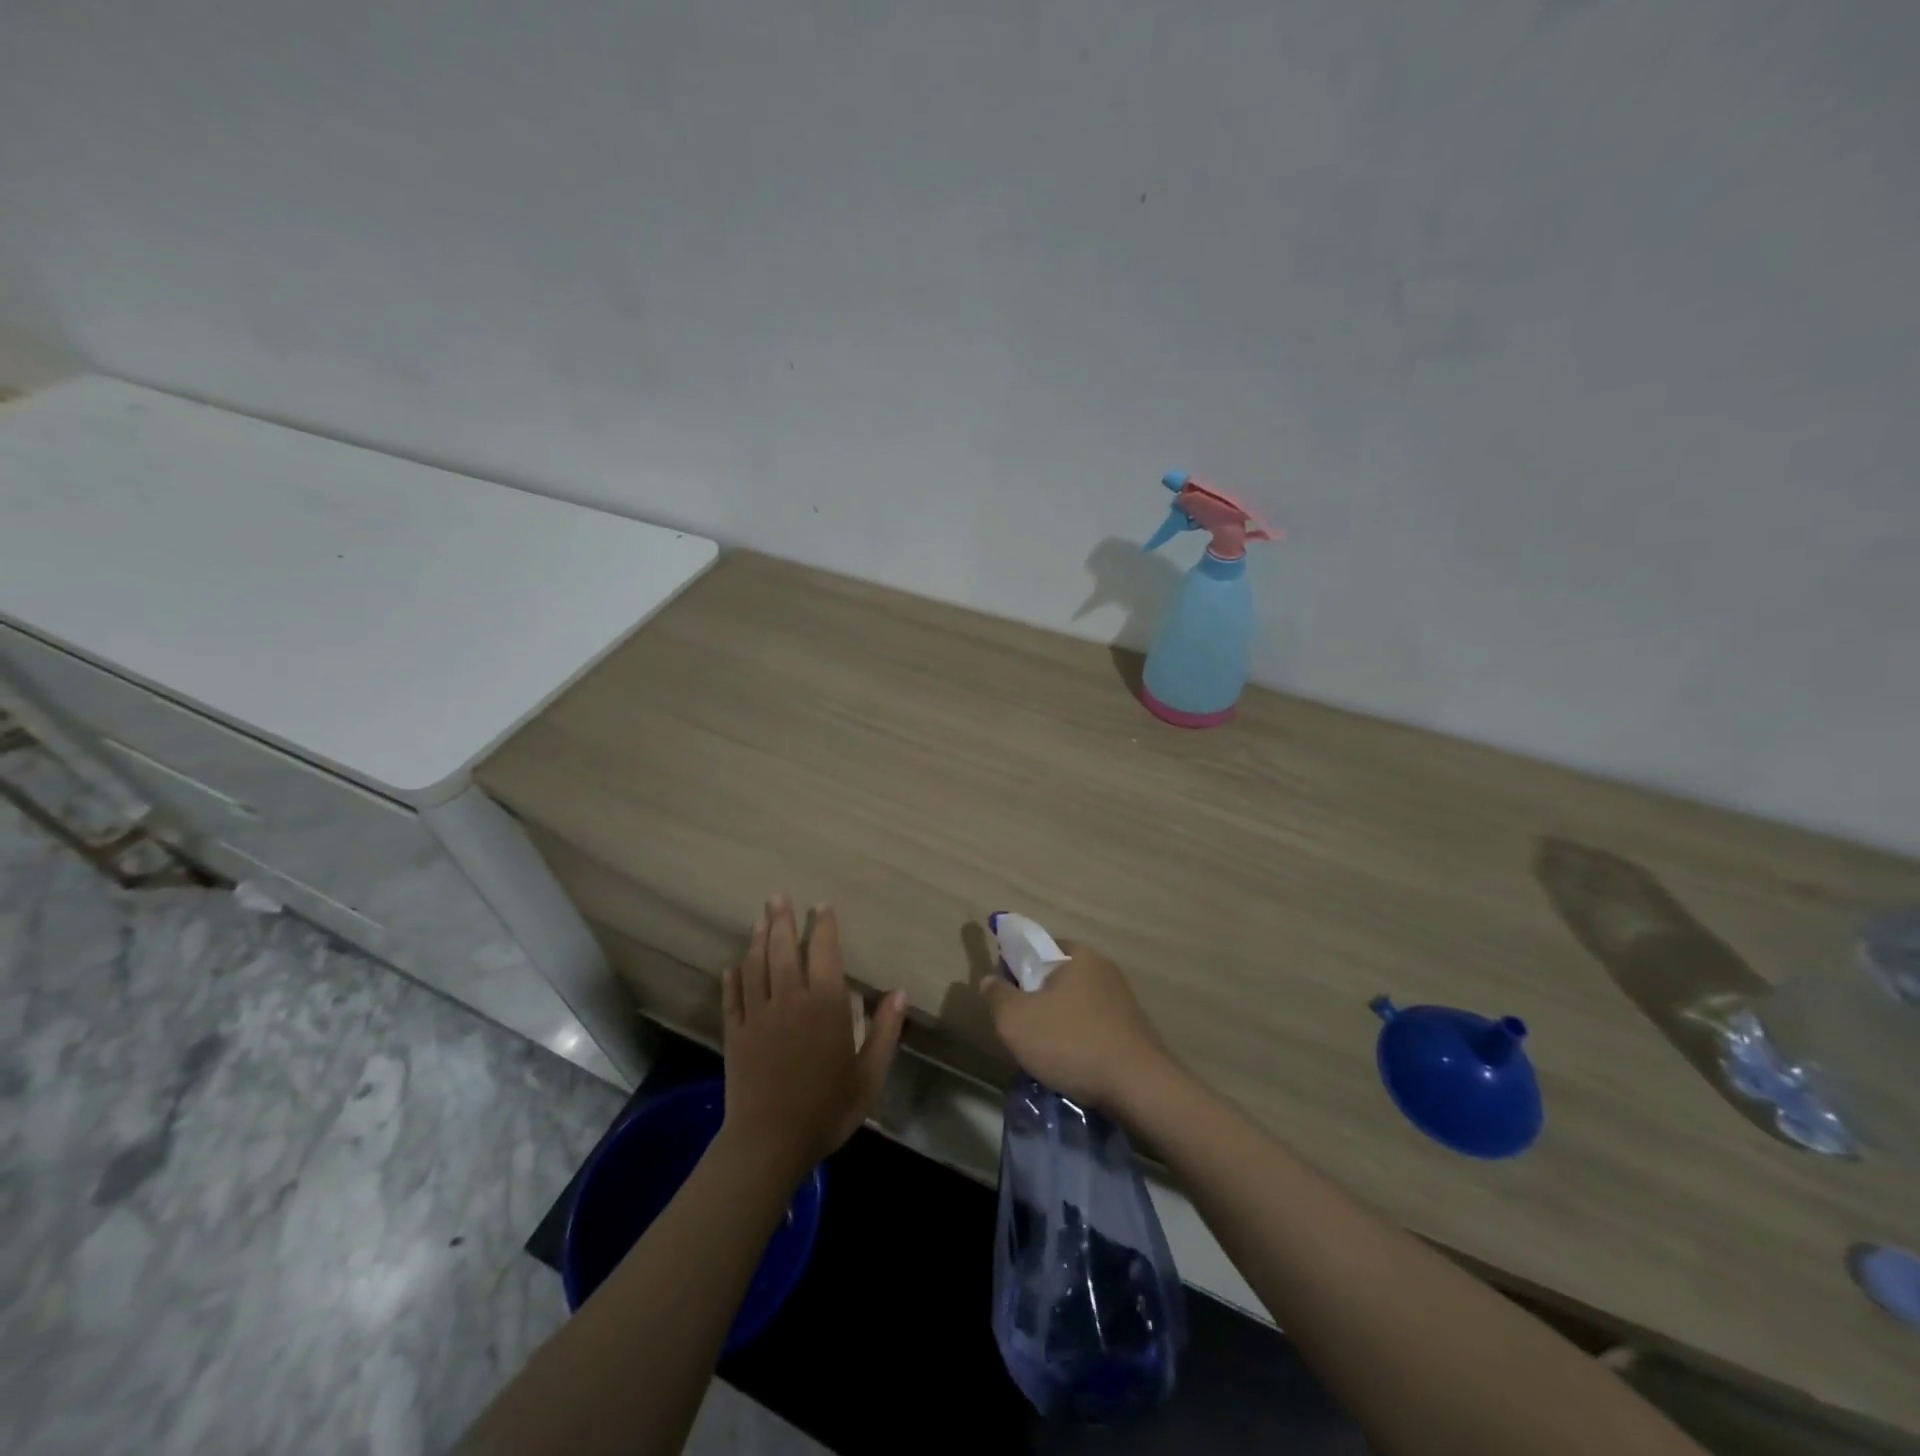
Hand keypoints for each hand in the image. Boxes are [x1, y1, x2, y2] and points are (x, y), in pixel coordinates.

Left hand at [721, 896, 907, 1176]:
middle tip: (777, 897)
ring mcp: (757, 1015)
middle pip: (783, 949)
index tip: (821, 907)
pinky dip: (732, 978)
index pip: (824, 952)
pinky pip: (732, 997)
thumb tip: (899, 992)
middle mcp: (789, 999)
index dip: (824, 926)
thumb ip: (886, 1030)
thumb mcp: (870, 1074)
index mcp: (825, 1004)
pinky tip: (732, 965)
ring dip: (757, 939)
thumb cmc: (828, 1108)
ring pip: (755, 966)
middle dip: (781, 920)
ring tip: (760, 918)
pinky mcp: (735, 1034)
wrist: (770, 1142)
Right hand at [976, 944, 1172, 1113]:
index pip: (1038, 947)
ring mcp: (1123, 999)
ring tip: (1046, 1054)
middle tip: (1022, 1028)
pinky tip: (1073, 1065)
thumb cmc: (1071, 1042)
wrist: (1138, 1087)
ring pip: (1076, 1004)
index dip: (1016, 967)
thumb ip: (997, 996)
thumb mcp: (1015, 1020)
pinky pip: (1095, 1027)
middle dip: (1038, 999)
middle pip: (1057, 977)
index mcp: (1077, 954)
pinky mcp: (1134, 1029)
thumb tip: (990, 980)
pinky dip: (1081, 1040)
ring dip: (1059, 1023)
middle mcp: (1104, 968)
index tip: (1006, 996)